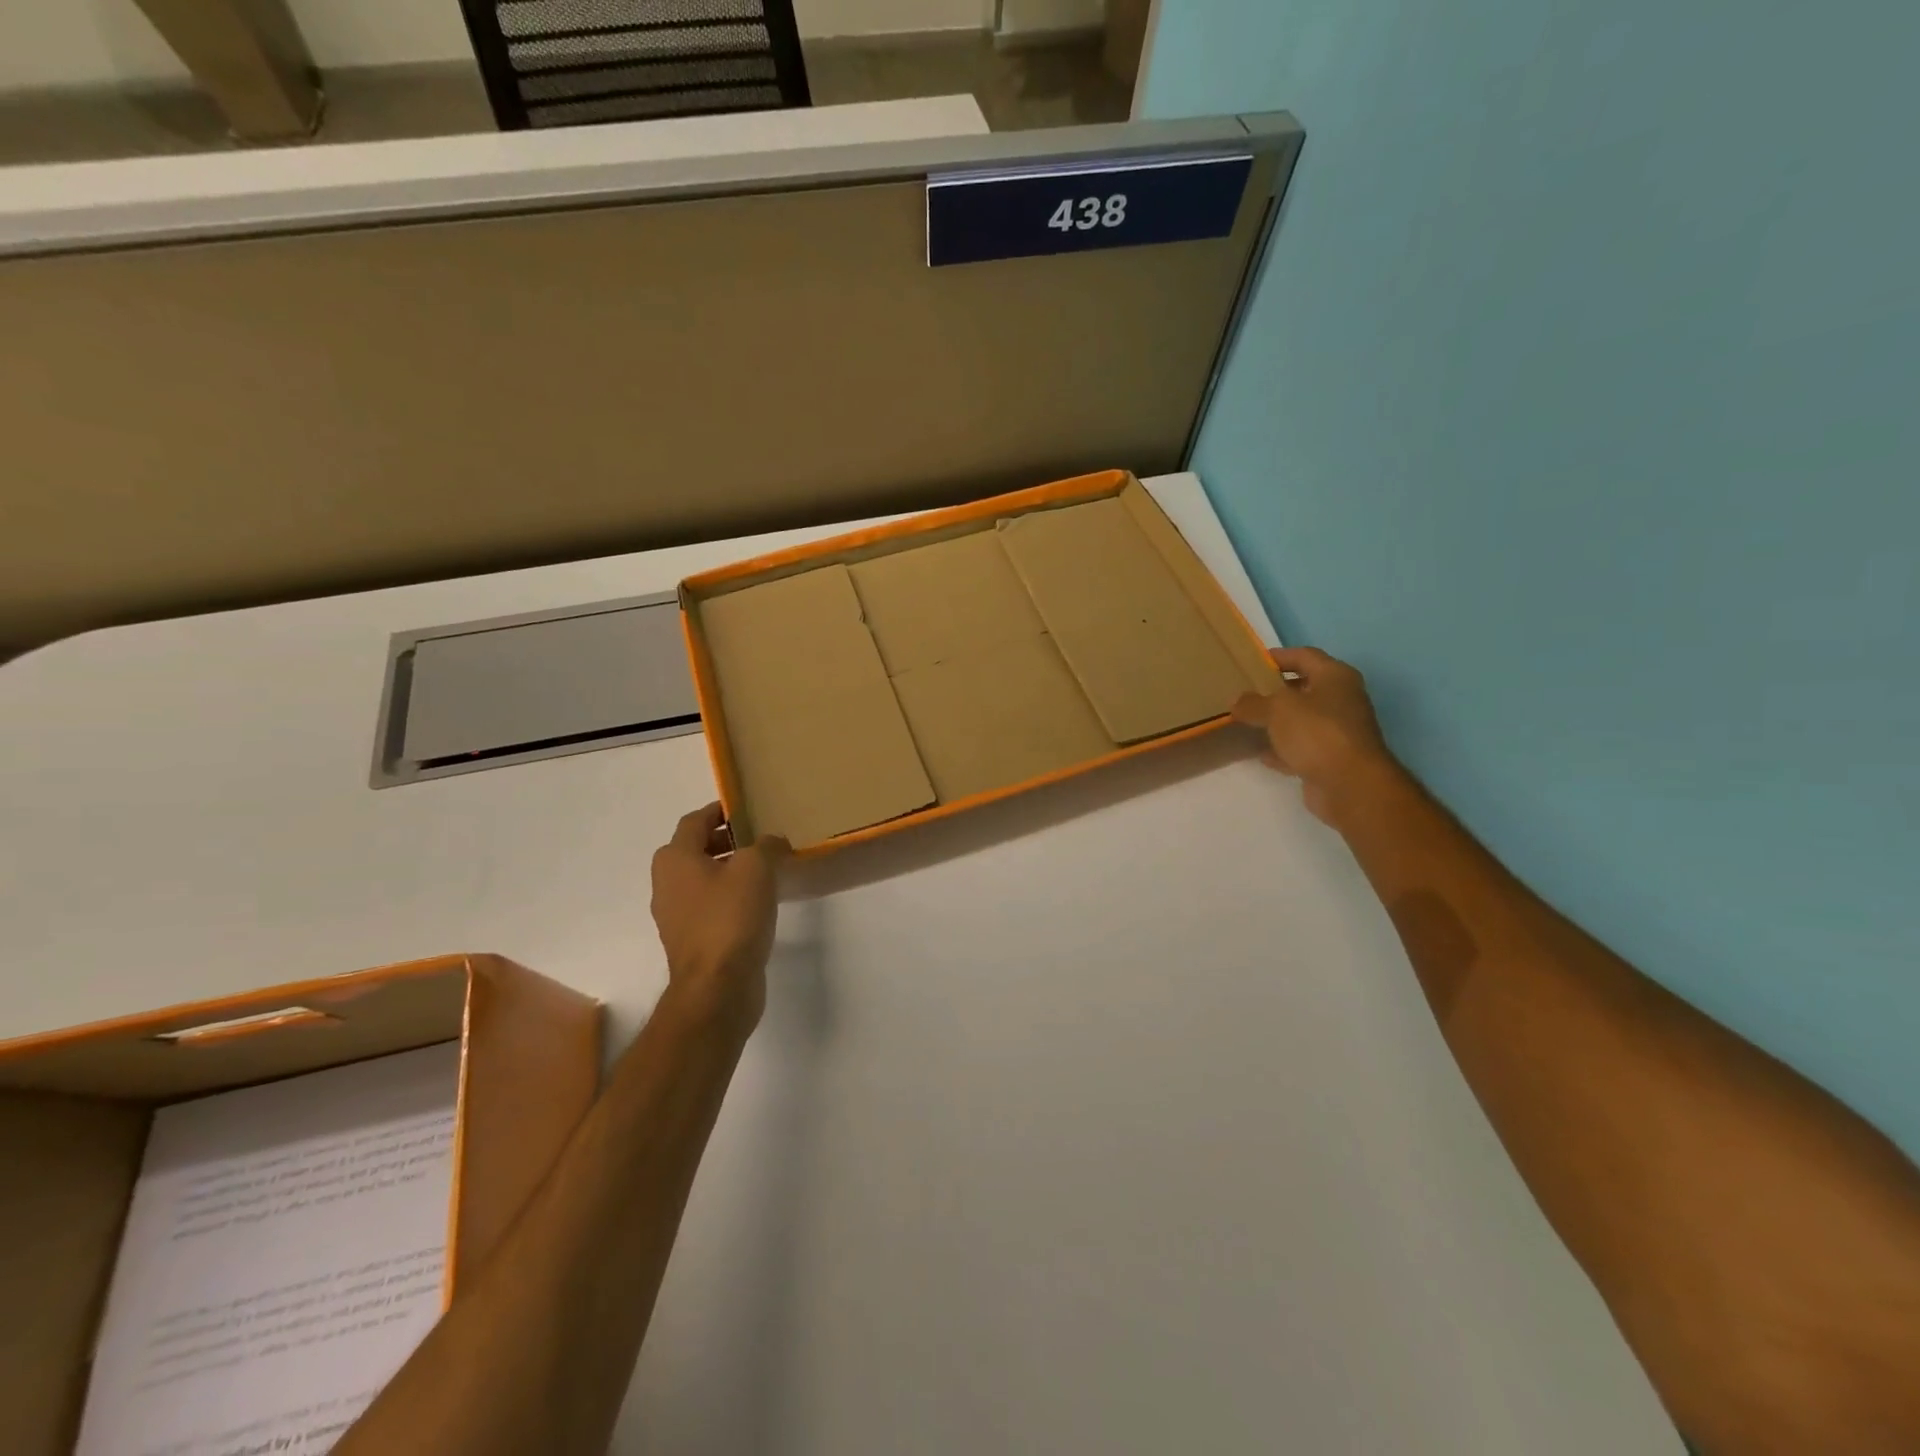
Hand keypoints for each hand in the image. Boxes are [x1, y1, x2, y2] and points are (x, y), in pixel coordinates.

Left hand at [649, 804, 787, 1034]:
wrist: (717, 988)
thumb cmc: (731, 917)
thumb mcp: (756, 867)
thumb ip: (766, 845)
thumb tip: (772, 842)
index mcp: (675, 859)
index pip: (695, 821)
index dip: (719, 810)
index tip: (745, 808)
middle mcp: (667, 884)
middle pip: (695, 849)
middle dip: (726, 840)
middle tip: (759, 838)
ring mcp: (676, 916)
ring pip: (703, 879)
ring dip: (729, 870)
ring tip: (765, 870)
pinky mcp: (691, 941)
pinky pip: (710, 906)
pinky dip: (729, 896)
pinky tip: (758, 903)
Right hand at [1232, 647, 1399, 825]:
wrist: (1350, 784)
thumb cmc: (1317, 732)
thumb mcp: (1277, 709)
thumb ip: (1253, 703)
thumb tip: (1236, 701)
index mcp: (1335, 677)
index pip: (1304, 656)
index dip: (1279, 656)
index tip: (1252, 662)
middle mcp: (1341, 699)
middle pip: (1304, 688)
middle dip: (1275, 691)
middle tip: (1245, 692)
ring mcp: (1338, 731)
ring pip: (1301, 719)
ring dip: (1277, 721)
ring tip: (1247, 721)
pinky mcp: (1331, 758)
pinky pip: (1301, 747)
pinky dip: (1282, 749)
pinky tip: (1260, 753)